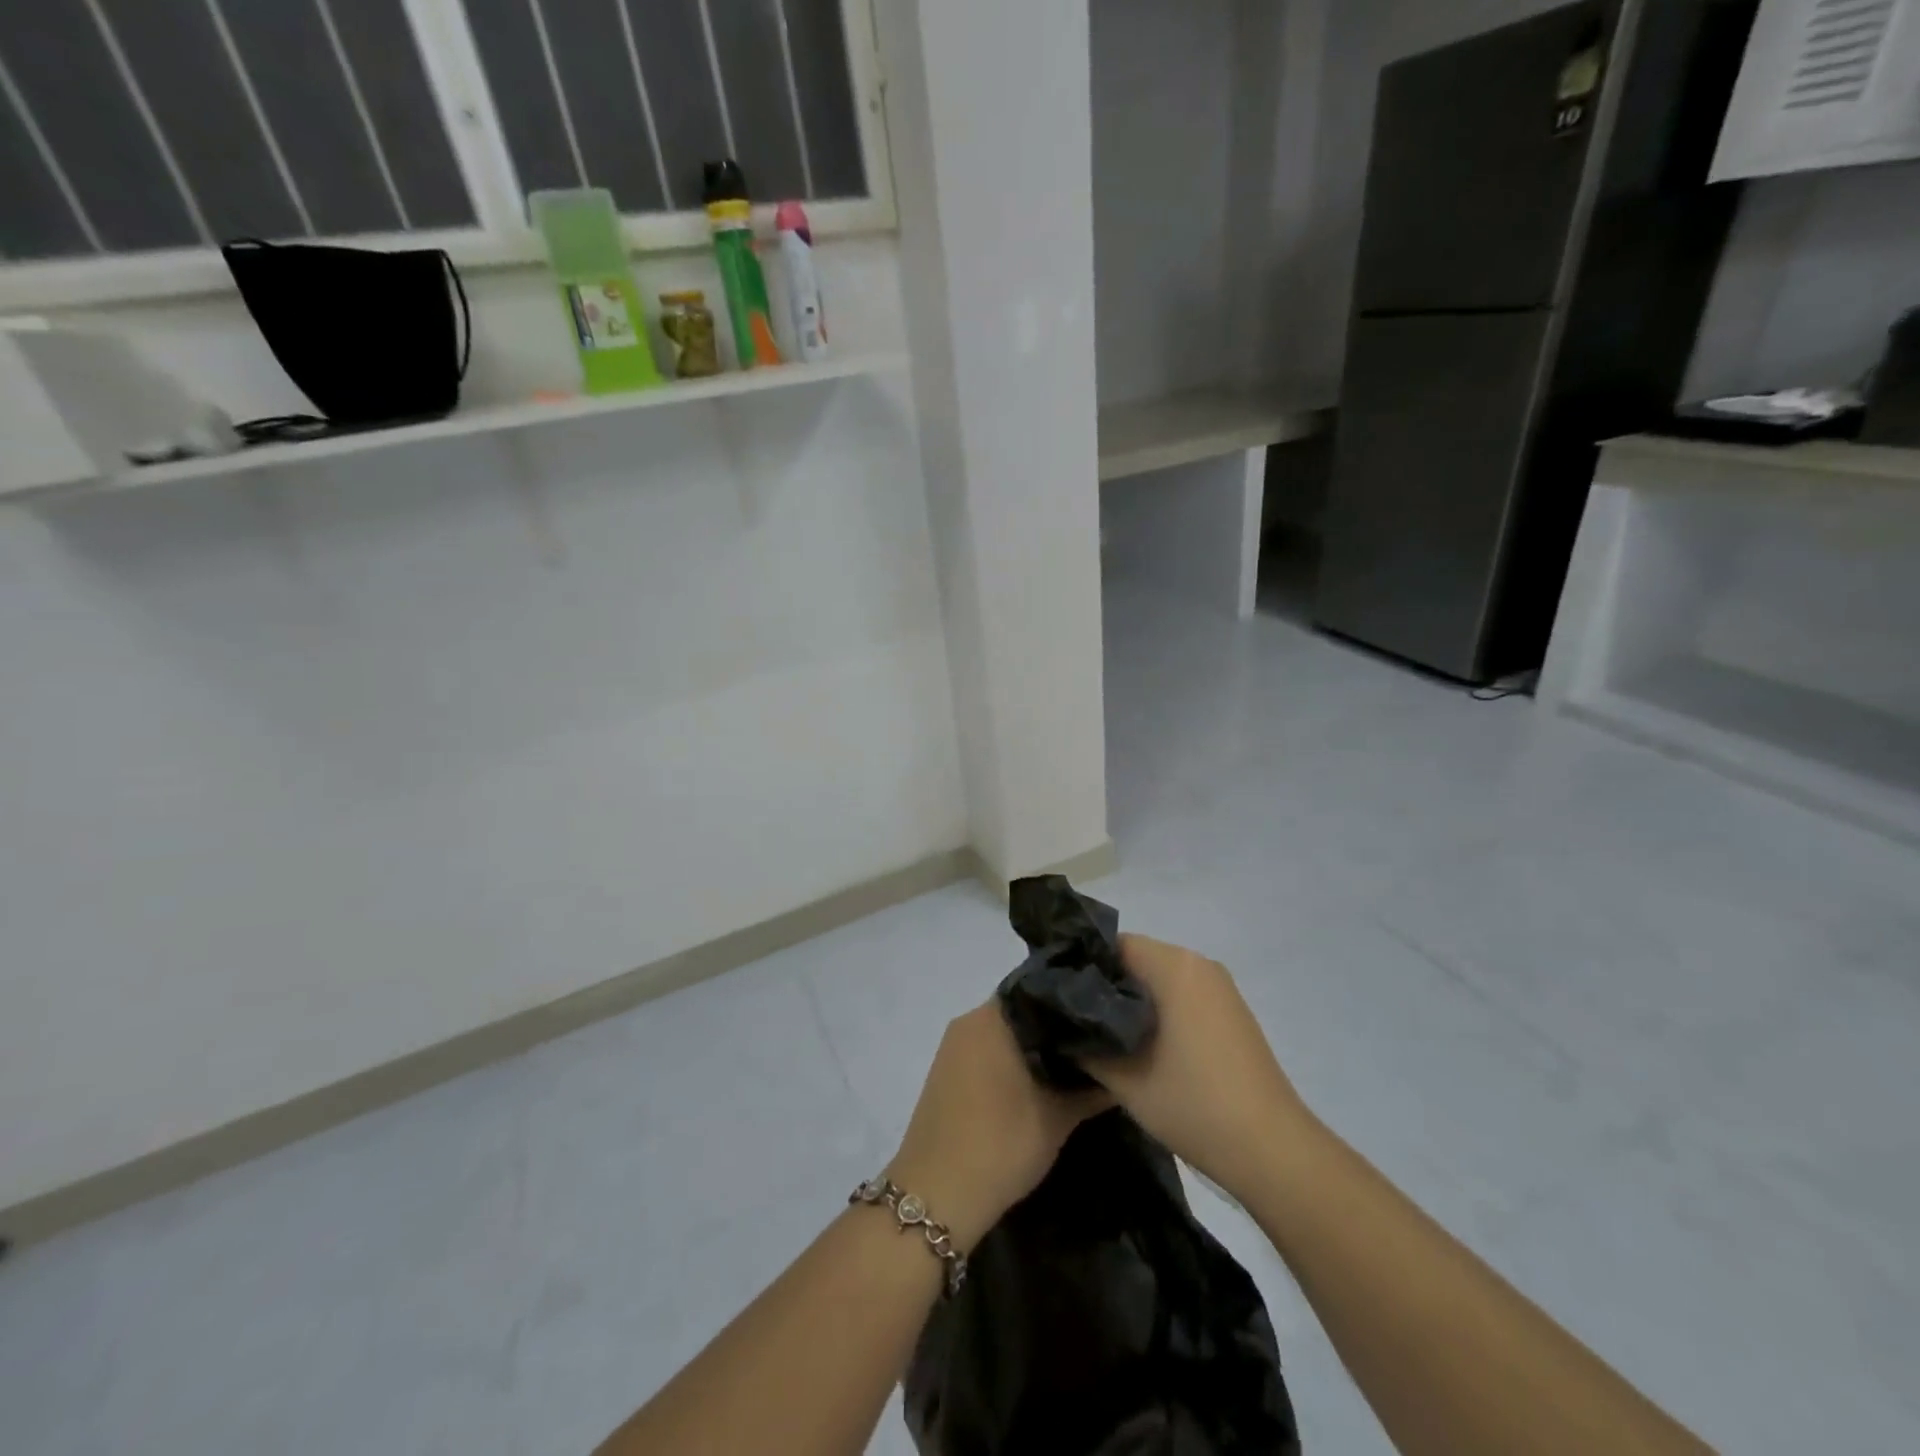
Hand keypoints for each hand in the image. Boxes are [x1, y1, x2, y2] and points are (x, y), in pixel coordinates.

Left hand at [886, 1002, 1109, 1250]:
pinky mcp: (945, 1072)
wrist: (937, 1194)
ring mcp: (953, 1046)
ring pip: (1004, 1034)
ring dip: (1033, 1047)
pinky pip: (986, 1052)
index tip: (1102, 1016)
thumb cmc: (1000, 1144)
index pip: (1041, 989)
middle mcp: (969, 1021)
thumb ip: (1092, 1088)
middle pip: (1022, 1011)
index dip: (1073, 1003)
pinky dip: (1011, 1061)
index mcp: (992, 1017)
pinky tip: (1037, 1082)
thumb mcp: (1058, 1118)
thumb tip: (1122, 1069)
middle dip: (1056, 1027)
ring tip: (1073, 1062)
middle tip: (1096, 1042)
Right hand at [1081, 935, 1312, 1197]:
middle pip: (1137, 958)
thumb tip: (1060, 1027)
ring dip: (1131, 1001)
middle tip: (1073, 1018)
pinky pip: (1182, 995)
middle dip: (1105, 985)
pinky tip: (1141, 1046)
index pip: (1113, 944)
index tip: (1059, 996)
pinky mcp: (1231, 1012)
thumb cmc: (1195, 1105)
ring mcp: (1220, 988)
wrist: (1274, 1151)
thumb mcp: (1125, 1080)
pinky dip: (1158, 1011)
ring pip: (1160, 978)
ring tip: (1100, 1034)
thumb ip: (1084, 1045)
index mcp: (1175, 967)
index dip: (1082, 966)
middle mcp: (1199, 964)